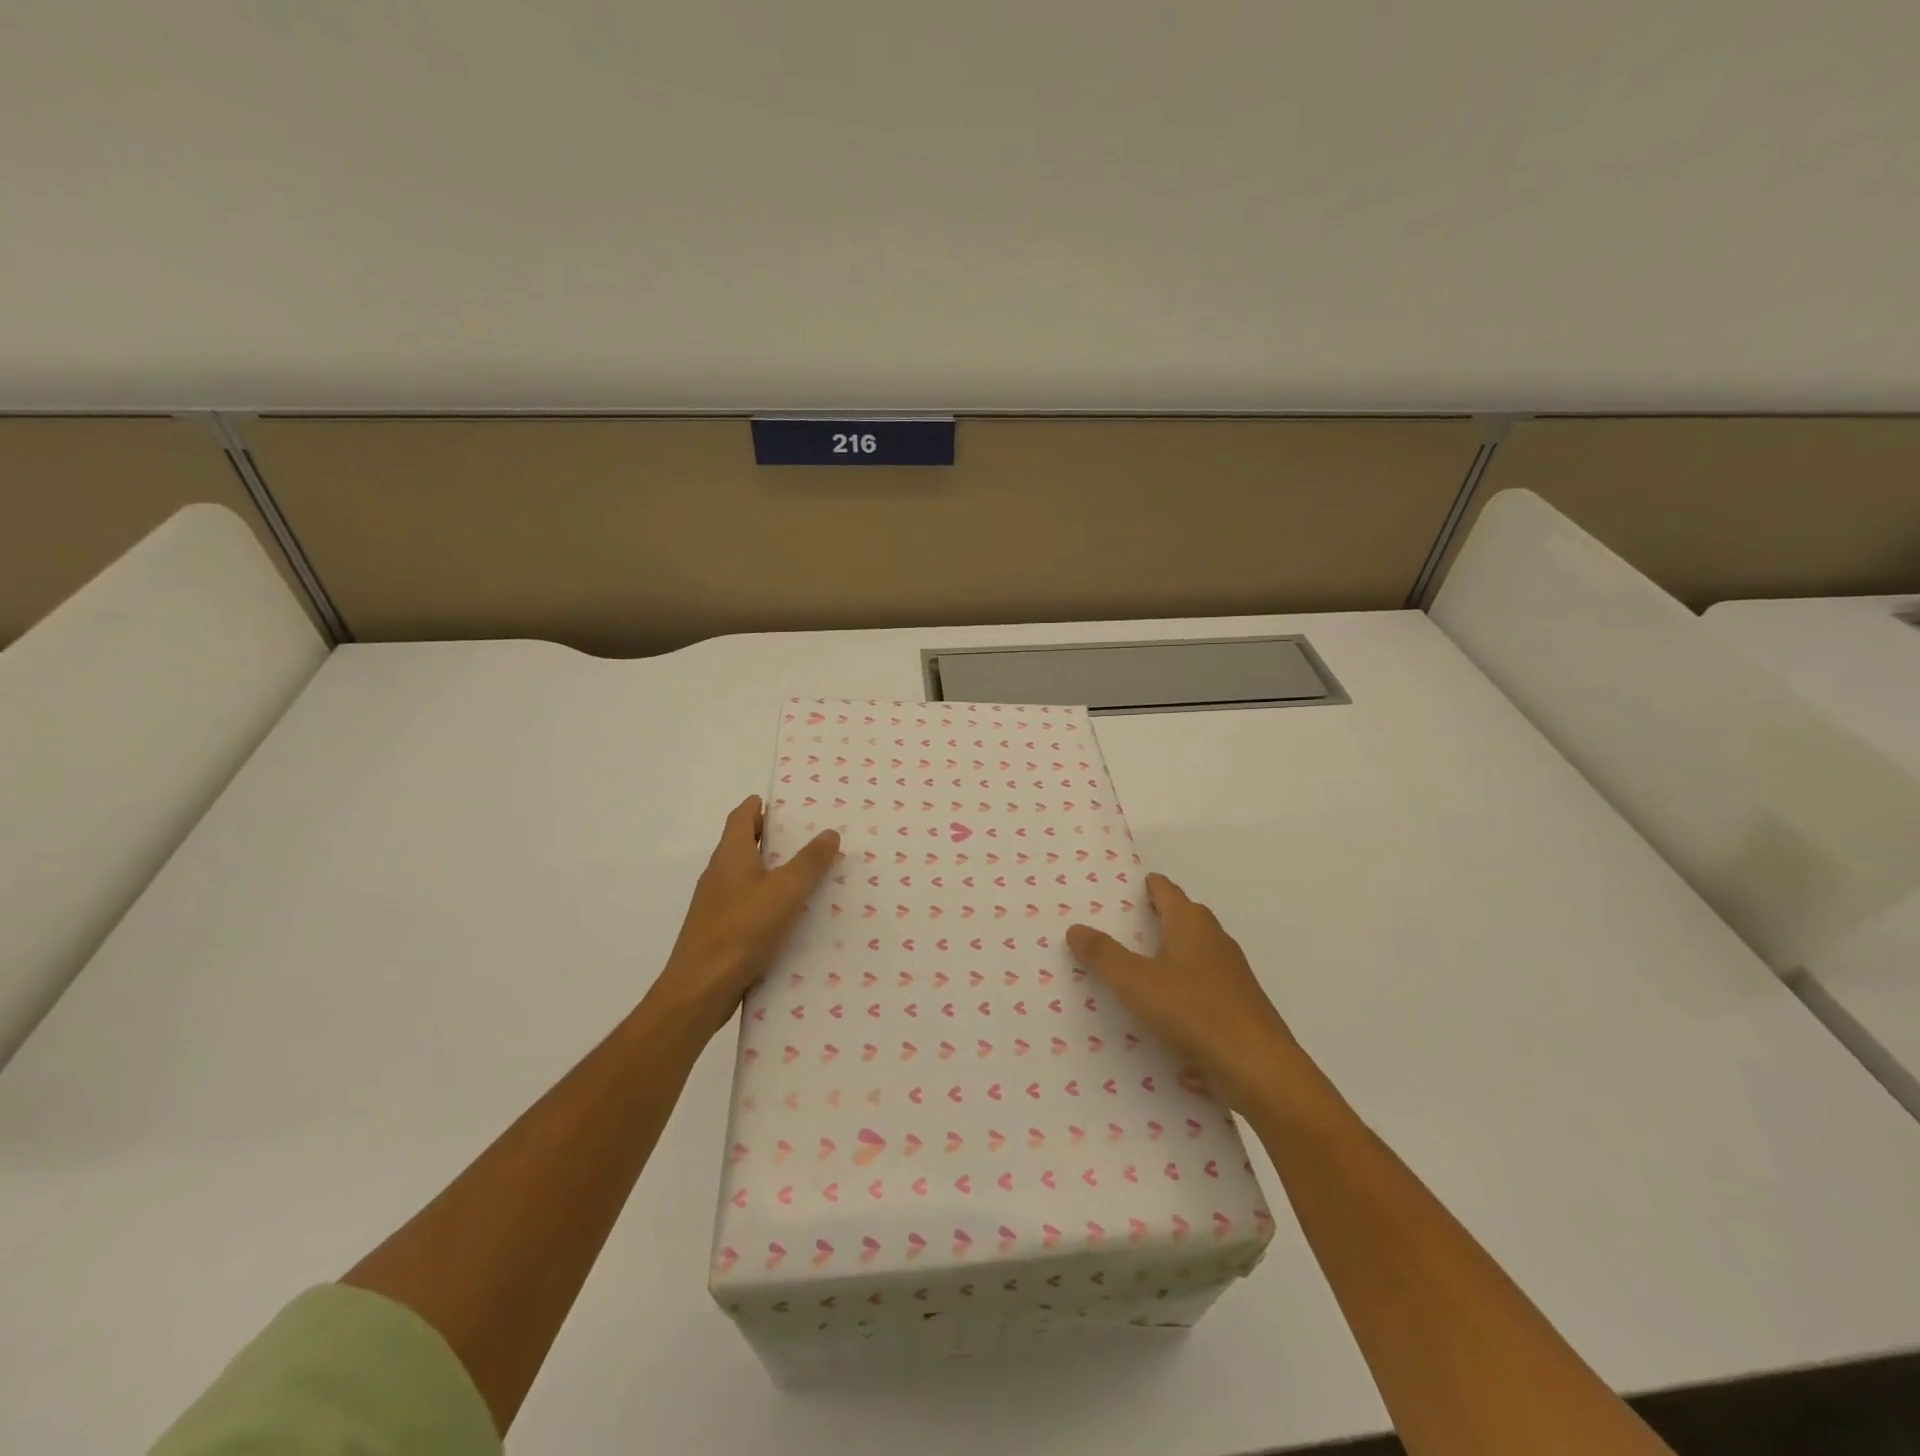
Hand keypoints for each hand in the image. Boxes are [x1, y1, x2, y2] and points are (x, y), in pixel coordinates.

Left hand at [649, 796, 840, 1040]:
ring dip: (773, 870)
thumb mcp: (784, 892)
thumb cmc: (741, 931)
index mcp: (730, 855)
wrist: (700, 990)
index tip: (787, 804)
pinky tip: (792, 915)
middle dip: (773, 837)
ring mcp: (717, 904)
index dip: (760, 806)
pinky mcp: (720, 930)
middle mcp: (719, 874)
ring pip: (748, 876)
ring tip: (809, 873)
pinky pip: (748, 904)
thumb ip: (809, 862)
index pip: (742, 816)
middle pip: (744, 844)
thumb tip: (829, 833)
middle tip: (810, 836)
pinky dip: (768, 899)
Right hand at [1067, 872, 1300, 1113]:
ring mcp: (1232, 977)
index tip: (1131, 885)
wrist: (1259, 1068)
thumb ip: (1103, 955)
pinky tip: (1170, 1030)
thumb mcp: (1135, 983)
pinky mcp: (1240, 1010)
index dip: (1149, 886)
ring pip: (1196, 959)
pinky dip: (1186, 1001)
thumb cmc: (1193, 1011)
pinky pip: (1205, 996)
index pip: (1167, 891)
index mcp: (1191, 925)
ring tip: (1140, 974)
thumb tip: (1076, 928)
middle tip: (1126, 925)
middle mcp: (1215, 942)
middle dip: (1159, 919)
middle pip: (1185, 920)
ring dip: (1172, 960)